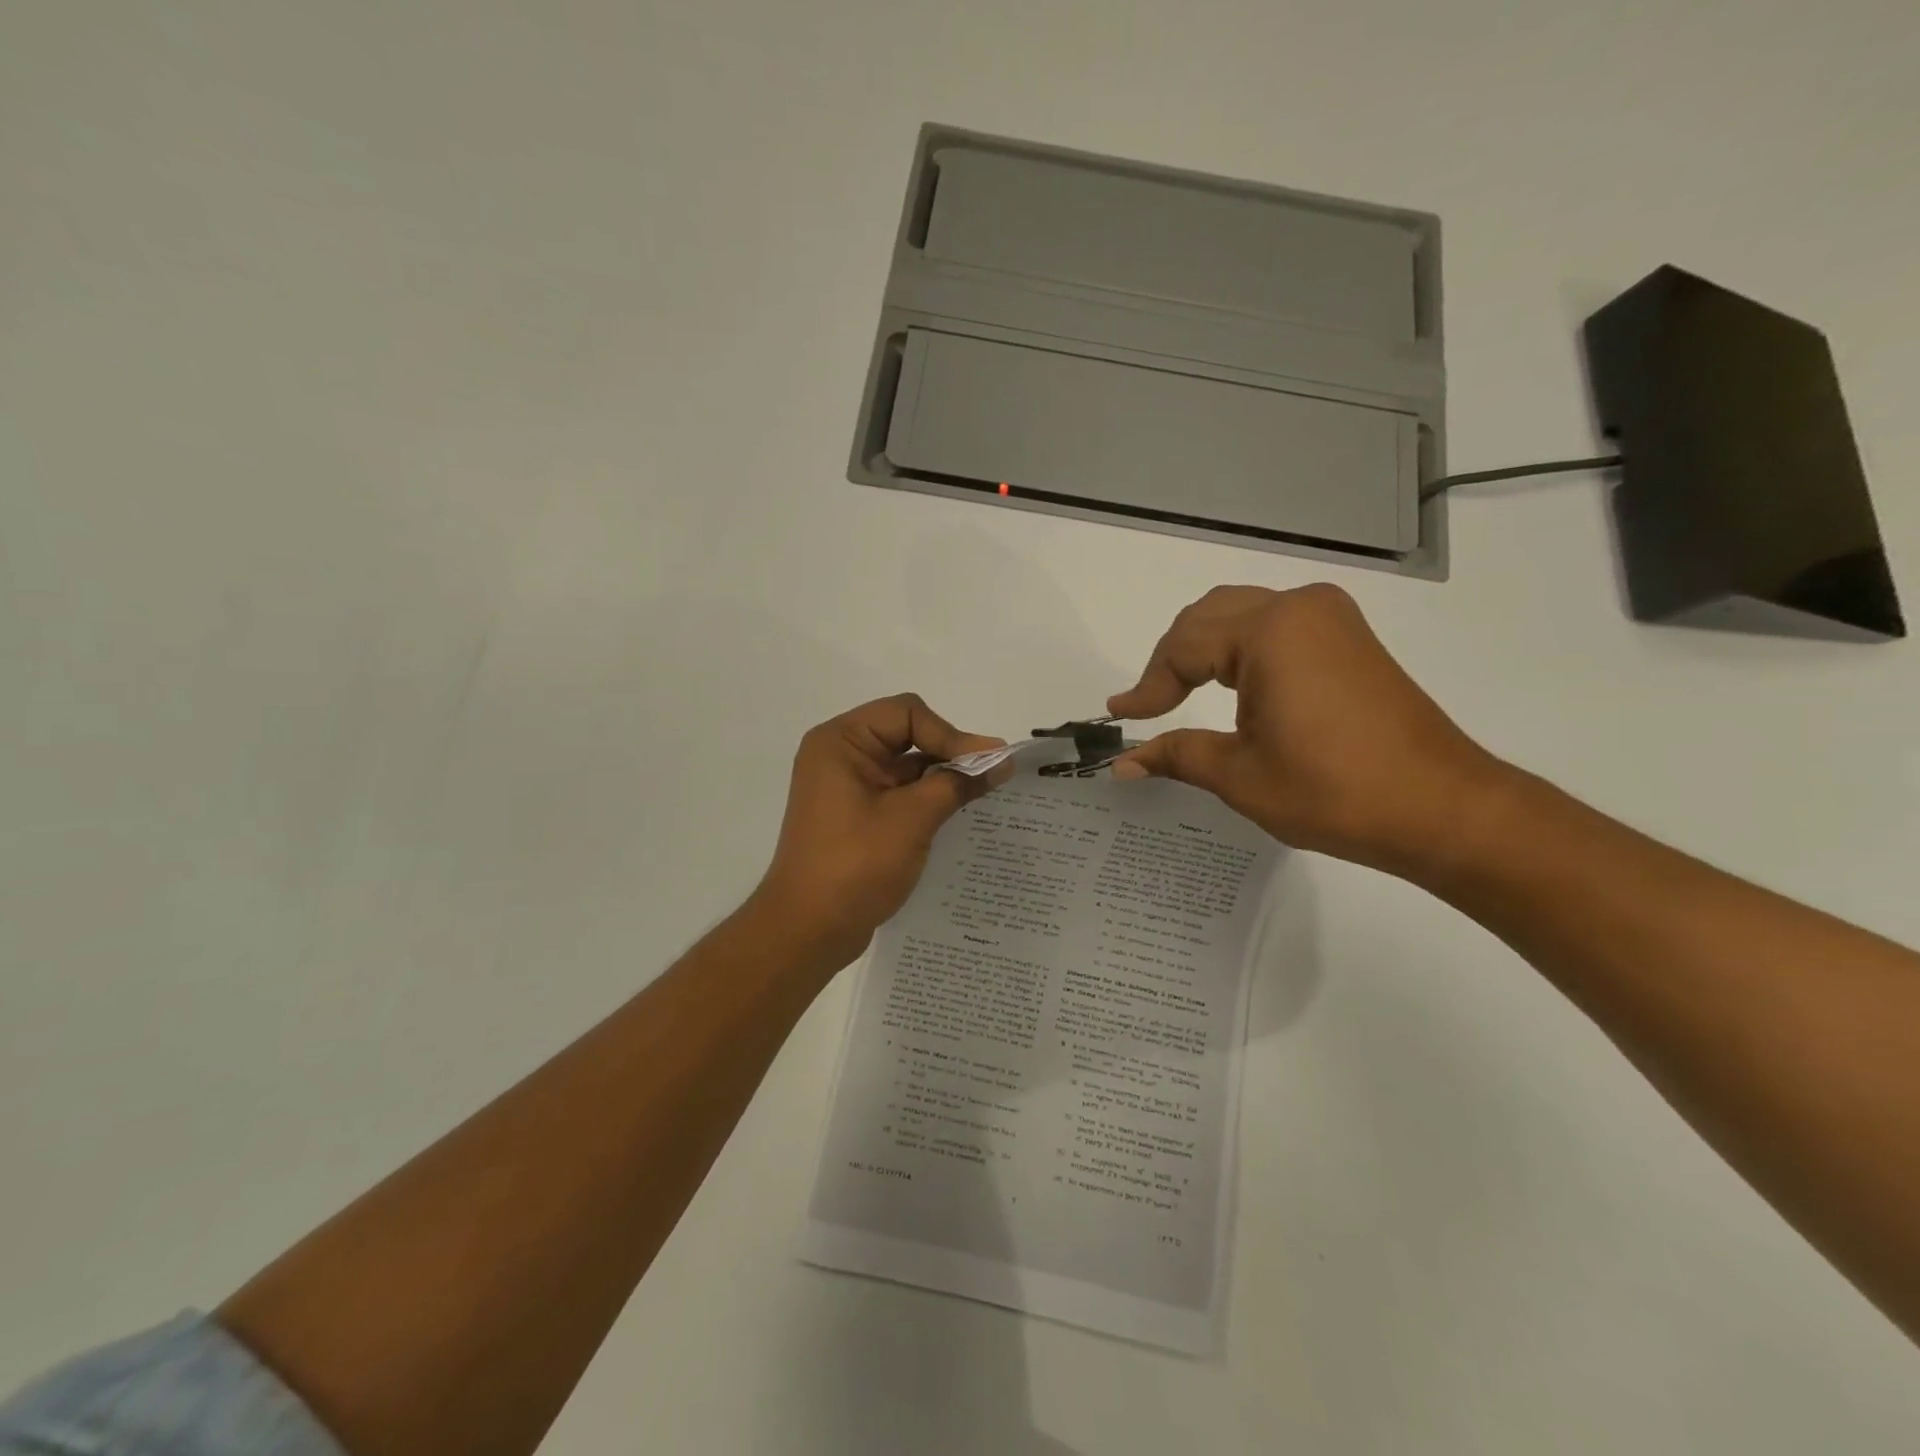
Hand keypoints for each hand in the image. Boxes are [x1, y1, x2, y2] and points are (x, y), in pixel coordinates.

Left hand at [752, 694, 1004, 965]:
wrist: (808, 931)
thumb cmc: (856, 865)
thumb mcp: (912, 818)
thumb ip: (957, 782)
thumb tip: (1001, 759)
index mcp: (841, 741)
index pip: (907, 713)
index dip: (950, 733)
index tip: (986, 763)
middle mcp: (840, 755)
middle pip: (907, 734)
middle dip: (949, 753)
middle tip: (992, 776)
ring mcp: (846, 786)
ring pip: (906, 765)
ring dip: (942, 778)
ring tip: (983, 796)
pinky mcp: (855, 815)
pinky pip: (898, 792)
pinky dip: (927, 799)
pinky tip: (959, 814)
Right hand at [1107, 584, 1510, 874]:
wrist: (1441, 808)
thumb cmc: (1333, 791)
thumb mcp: (1240, 774)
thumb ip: (1177, 754)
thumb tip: (1123, 763)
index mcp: (1270, 632)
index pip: (1183, 648)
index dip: (1148, 686)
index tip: (1120, 717)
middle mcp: (1300, 608)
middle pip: (1209, 617)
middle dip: (1171, 659)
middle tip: (1149, 704)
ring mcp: (1331, 619)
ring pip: (1241, 614)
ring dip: (1204, 649)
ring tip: (1179, 693)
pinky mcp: (1349, 638)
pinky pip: (1275, 626)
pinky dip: (1240, 649)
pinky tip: (1231, 684)